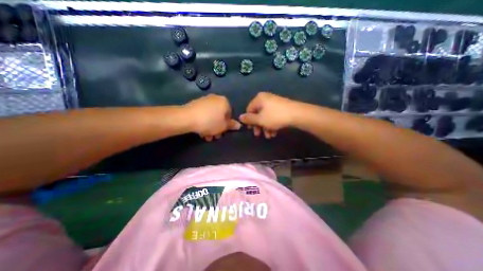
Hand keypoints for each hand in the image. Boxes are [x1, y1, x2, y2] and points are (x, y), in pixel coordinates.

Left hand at [184, 94, 240, 140]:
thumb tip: (239, 125)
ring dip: (210, 127)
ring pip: (211, 116)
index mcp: (224, 102)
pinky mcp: (196, 103)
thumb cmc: (210, 122)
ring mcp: (205, 100)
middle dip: (217, 127)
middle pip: (220, 115)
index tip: (222, 132)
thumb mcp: (223, 126)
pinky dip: (204, 122)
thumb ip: (231, 125)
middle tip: (214, 136)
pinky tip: (200, 130)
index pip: (230, 114)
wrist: (187, 118)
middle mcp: (216, 98)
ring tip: (206, 136)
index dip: (227, 125)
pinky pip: (204, 114)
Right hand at [240, 92, 300, 138]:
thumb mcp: (260, 119)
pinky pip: (273, 116)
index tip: (251, 129)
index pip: (249, 110)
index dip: (249, 120)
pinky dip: (272, 124)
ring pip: (266, 116)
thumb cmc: (275, 116)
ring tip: (269, 136)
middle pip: (258, 114)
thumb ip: (249, 119)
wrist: (297, 114)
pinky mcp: (281, 107)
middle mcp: (266, 99)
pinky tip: (274, 133)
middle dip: (258, 126)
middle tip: (258, 135)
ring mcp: (274, 103)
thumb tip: (240, 117)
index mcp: (259, 99)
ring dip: (266, 127)